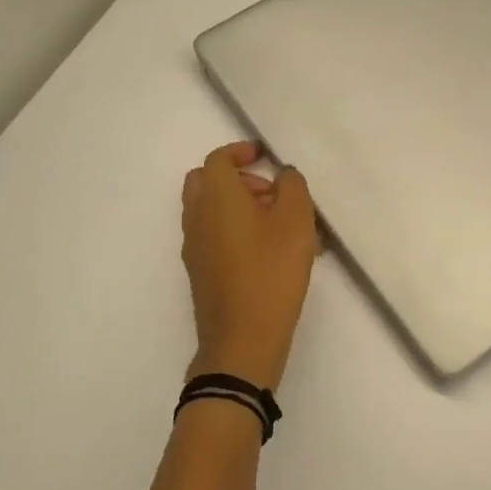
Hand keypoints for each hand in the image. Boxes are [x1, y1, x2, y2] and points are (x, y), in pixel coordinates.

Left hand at [181, 141, 320, 391]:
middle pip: (205, 182)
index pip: (218, 159)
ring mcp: (194, 246)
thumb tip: (282, 176)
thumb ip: (292, 187)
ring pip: (209, 210)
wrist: (243, 337)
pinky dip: (234, 229)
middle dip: (236, 178)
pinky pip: (213, 235)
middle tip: (271, 192)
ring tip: (279, 226)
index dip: (240, 152)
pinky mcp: (200, 271)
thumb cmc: (271, 271)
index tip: (264, 157)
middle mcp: (197, 216)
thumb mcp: (296, 221)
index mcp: (216, 197)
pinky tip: (269, 253)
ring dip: (237, 205)